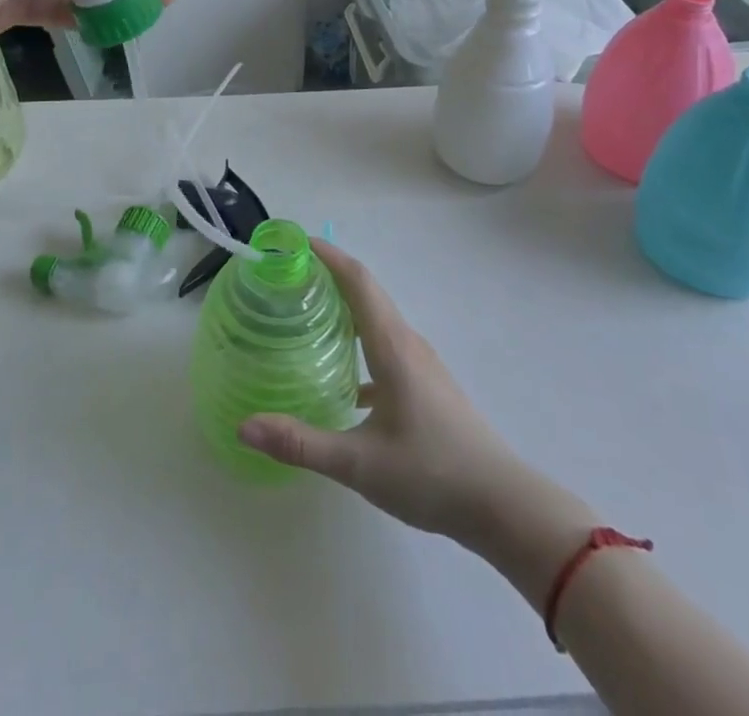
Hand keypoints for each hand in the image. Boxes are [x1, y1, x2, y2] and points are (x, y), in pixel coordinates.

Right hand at [239, 242, 594, 578]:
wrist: (504, 506)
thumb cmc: (432, 474)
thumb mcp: (360, 464)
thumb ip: (301, 443)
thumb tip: (245, 426)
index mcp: (392, 346)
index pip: (358, 280)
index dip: (327, 255)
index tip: (294, 242)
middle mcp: (407, 343)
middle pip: (367, 292)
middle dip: (329, 274)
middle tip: (288, 275)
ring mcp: (421, 363)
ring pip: (377, 319)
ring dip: (345, 306)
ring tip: (307, 314)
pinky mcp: (427, 385)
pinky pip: (386, 346)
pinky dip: (359, 342)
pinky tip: (341, 378)